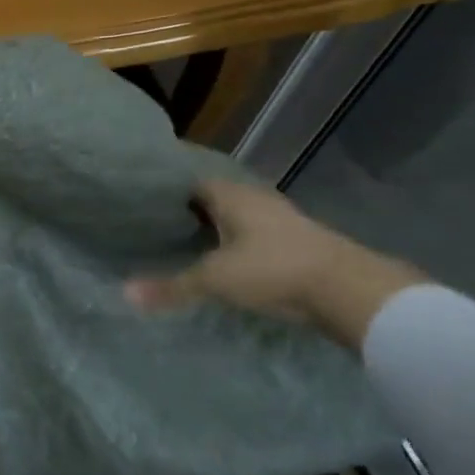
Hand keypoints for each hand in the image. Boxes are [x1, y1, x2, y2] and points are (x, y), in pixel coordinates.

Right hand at [124, 178, 421, 350]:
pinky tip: (232, 261)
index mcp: (231, 195)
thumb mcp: (215, 280)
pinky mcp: (301, 242)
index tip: (148, 204)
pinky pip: (260, 235)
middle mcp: (256, 198)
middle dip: (194, 210)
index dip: (171, 191)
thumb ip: (172, 286)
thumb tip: (125, 293)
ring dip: (221, 228)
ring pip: (241, 217)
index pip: (192, 182)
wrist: (349, 289)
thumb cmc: (273, 270)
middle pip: (217, 198)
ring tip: (192, 244)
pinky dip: (243, 244)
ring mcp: (282, 219)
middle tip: (164, 226)